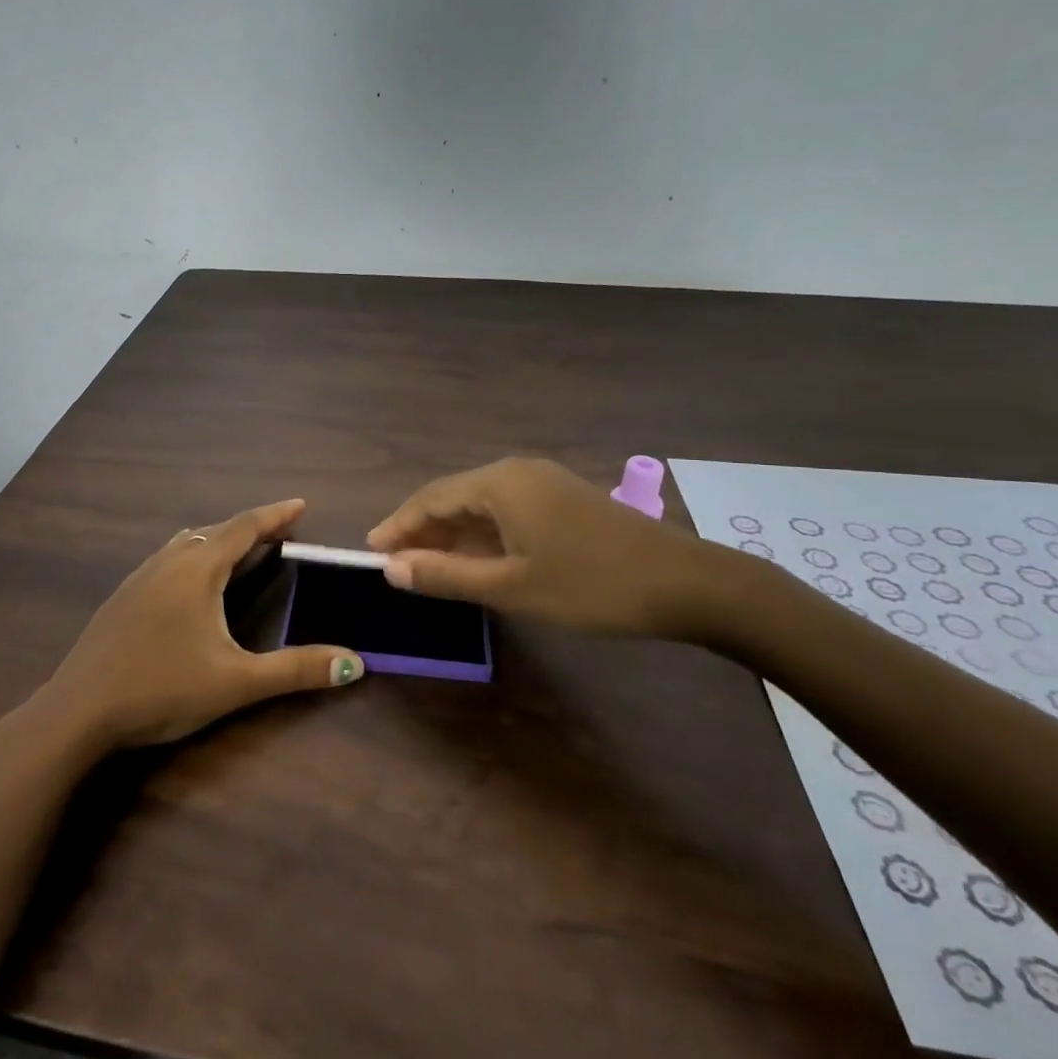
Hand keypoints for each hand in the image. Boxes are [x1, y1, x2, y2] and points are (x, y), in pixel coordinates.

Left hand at [26, 499, 364, 752]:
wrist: (78, 711)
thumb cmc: (162, 689)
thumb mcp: (236, 682)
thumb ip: (296, 670)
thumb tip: (354, 662)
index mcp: (197, 570)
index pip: (243, 528)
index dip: (274, 515)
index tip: (300, 504)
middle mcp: (167, 562)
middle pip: (214, 531)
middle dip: (249, 528)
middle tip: (279, 534)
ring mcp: (138, 577)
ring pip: (185, 543)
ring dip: (217, 540)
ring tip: (240, 552)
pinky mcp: (121, 597)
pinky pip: (166, 559)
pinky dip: (192, 556)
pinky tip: (190, 584)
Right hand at [367, 458, 712, 636]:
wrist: (686, 584)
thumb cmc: (590, 585)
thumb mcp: (511, 586)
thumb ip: (446, 575)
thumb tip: (390, 567)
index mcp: (499, 483)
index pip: (430, 499)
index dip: (398, 526)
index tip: (371, 552)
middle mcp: (517, 472)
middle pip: (453, 497)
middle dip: (422, 530)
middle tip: (395, 564)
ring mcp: (543, 482)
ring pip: (480, 505)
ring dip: (451, 534)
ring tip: (427, 566)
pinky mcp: (563, 499)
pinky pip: (506, 511)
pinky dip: (482, 535)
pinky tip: (476, 559)